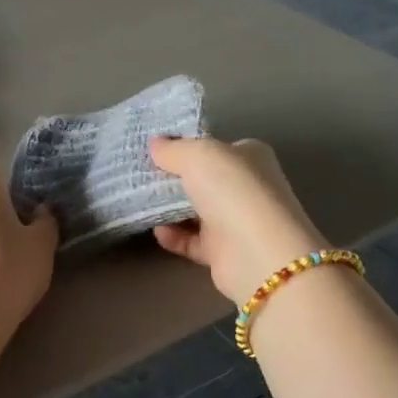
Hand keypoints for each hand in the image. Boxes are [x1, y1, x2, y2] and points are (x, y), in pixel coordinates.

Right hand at [149, 137, 326, 304]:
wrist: (256, 252)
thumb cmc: (232, 190)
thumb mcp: (198, 155)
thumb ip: (174, 149)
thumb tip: (156, 144)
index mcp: (250, 157)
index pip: (216, 148)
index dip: (187, 147)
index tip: (154, 151)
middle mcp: (247, 187)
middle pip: (203, 180)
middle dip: (173, 179)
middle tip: (141, 177)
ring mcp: (237, 221)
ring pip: (196, 211)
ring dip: (170, 209)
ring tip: (141, 202)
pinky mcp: (224, 253)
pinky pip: (192, 241)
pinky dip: (174, 236)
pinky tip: (158, 231)